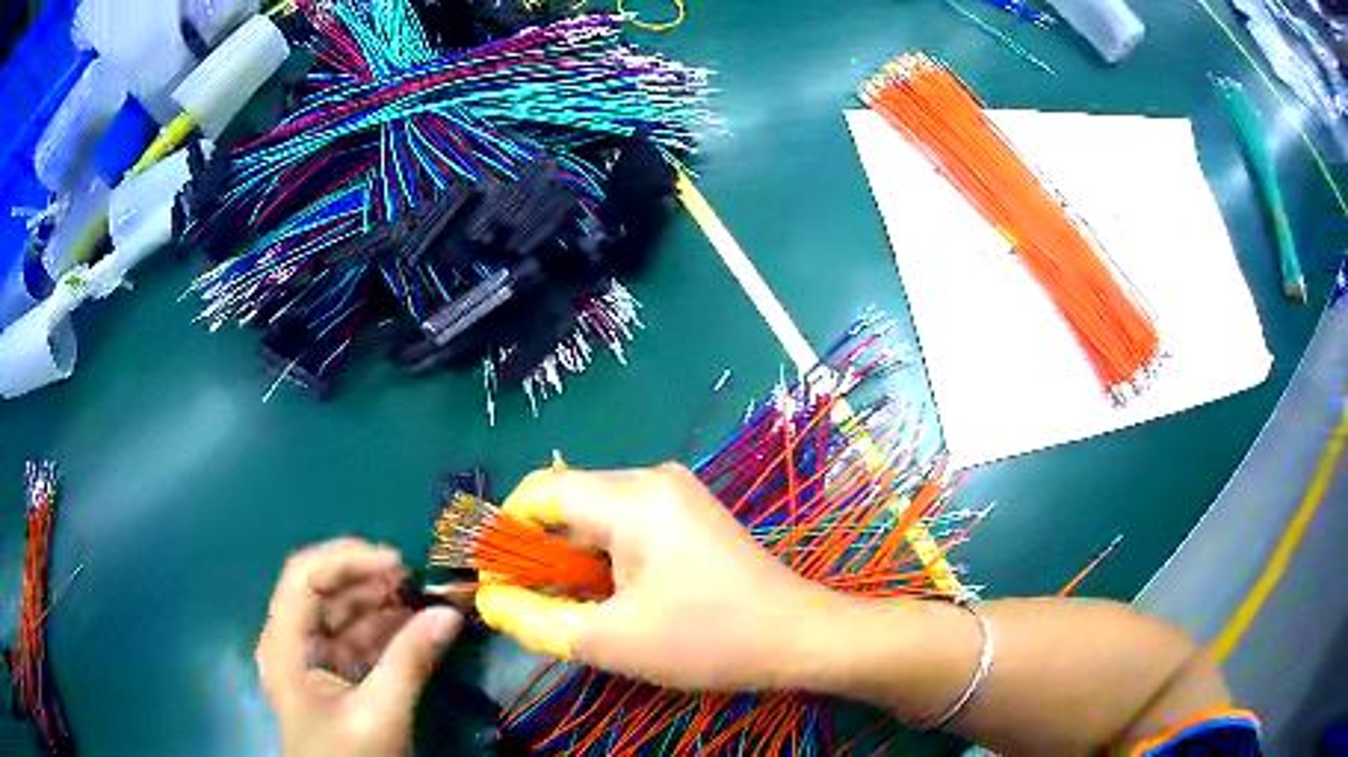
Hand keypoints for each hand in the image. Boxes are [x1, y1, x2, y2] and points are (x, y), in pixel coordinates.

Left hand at [257, 539, 461, 756]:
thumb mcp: (380, 713)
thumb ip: (411, 661)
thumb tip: (449, 613)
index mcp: (286, 643)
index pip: (304, 575)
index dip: (347, 558)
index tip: (399, 564)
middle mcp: (293, 640)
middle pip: (324, 589)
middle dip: (370, 580)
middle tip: (419, 583)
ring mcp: (313, 657)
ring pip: (343, 612)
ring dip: (382, 604)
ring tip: (425, 602)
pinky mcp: (334, 673)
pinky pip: (357, 639)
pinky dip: (386, 631)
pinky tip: (417, 629)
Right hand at [476, 464, 841, 690]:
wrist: (797, 637)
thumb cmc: (707, 639)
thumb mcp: (609, 640)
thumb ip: (535, 618)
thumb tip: (488, 600)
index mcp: (631, 497)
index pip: (538, 493)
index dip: (504, 534)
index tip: (494, 581)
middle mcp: (651, 479)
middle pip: (566, 504)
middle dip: (538, 554)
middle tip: (530, 605)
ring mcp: (675, 494)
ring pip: (595, 518)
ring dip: (571, 561)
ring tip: (571, 608)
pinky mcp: (688, 514)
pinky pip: (625, 526)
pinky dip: (603, 559)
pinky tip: (610, 597)